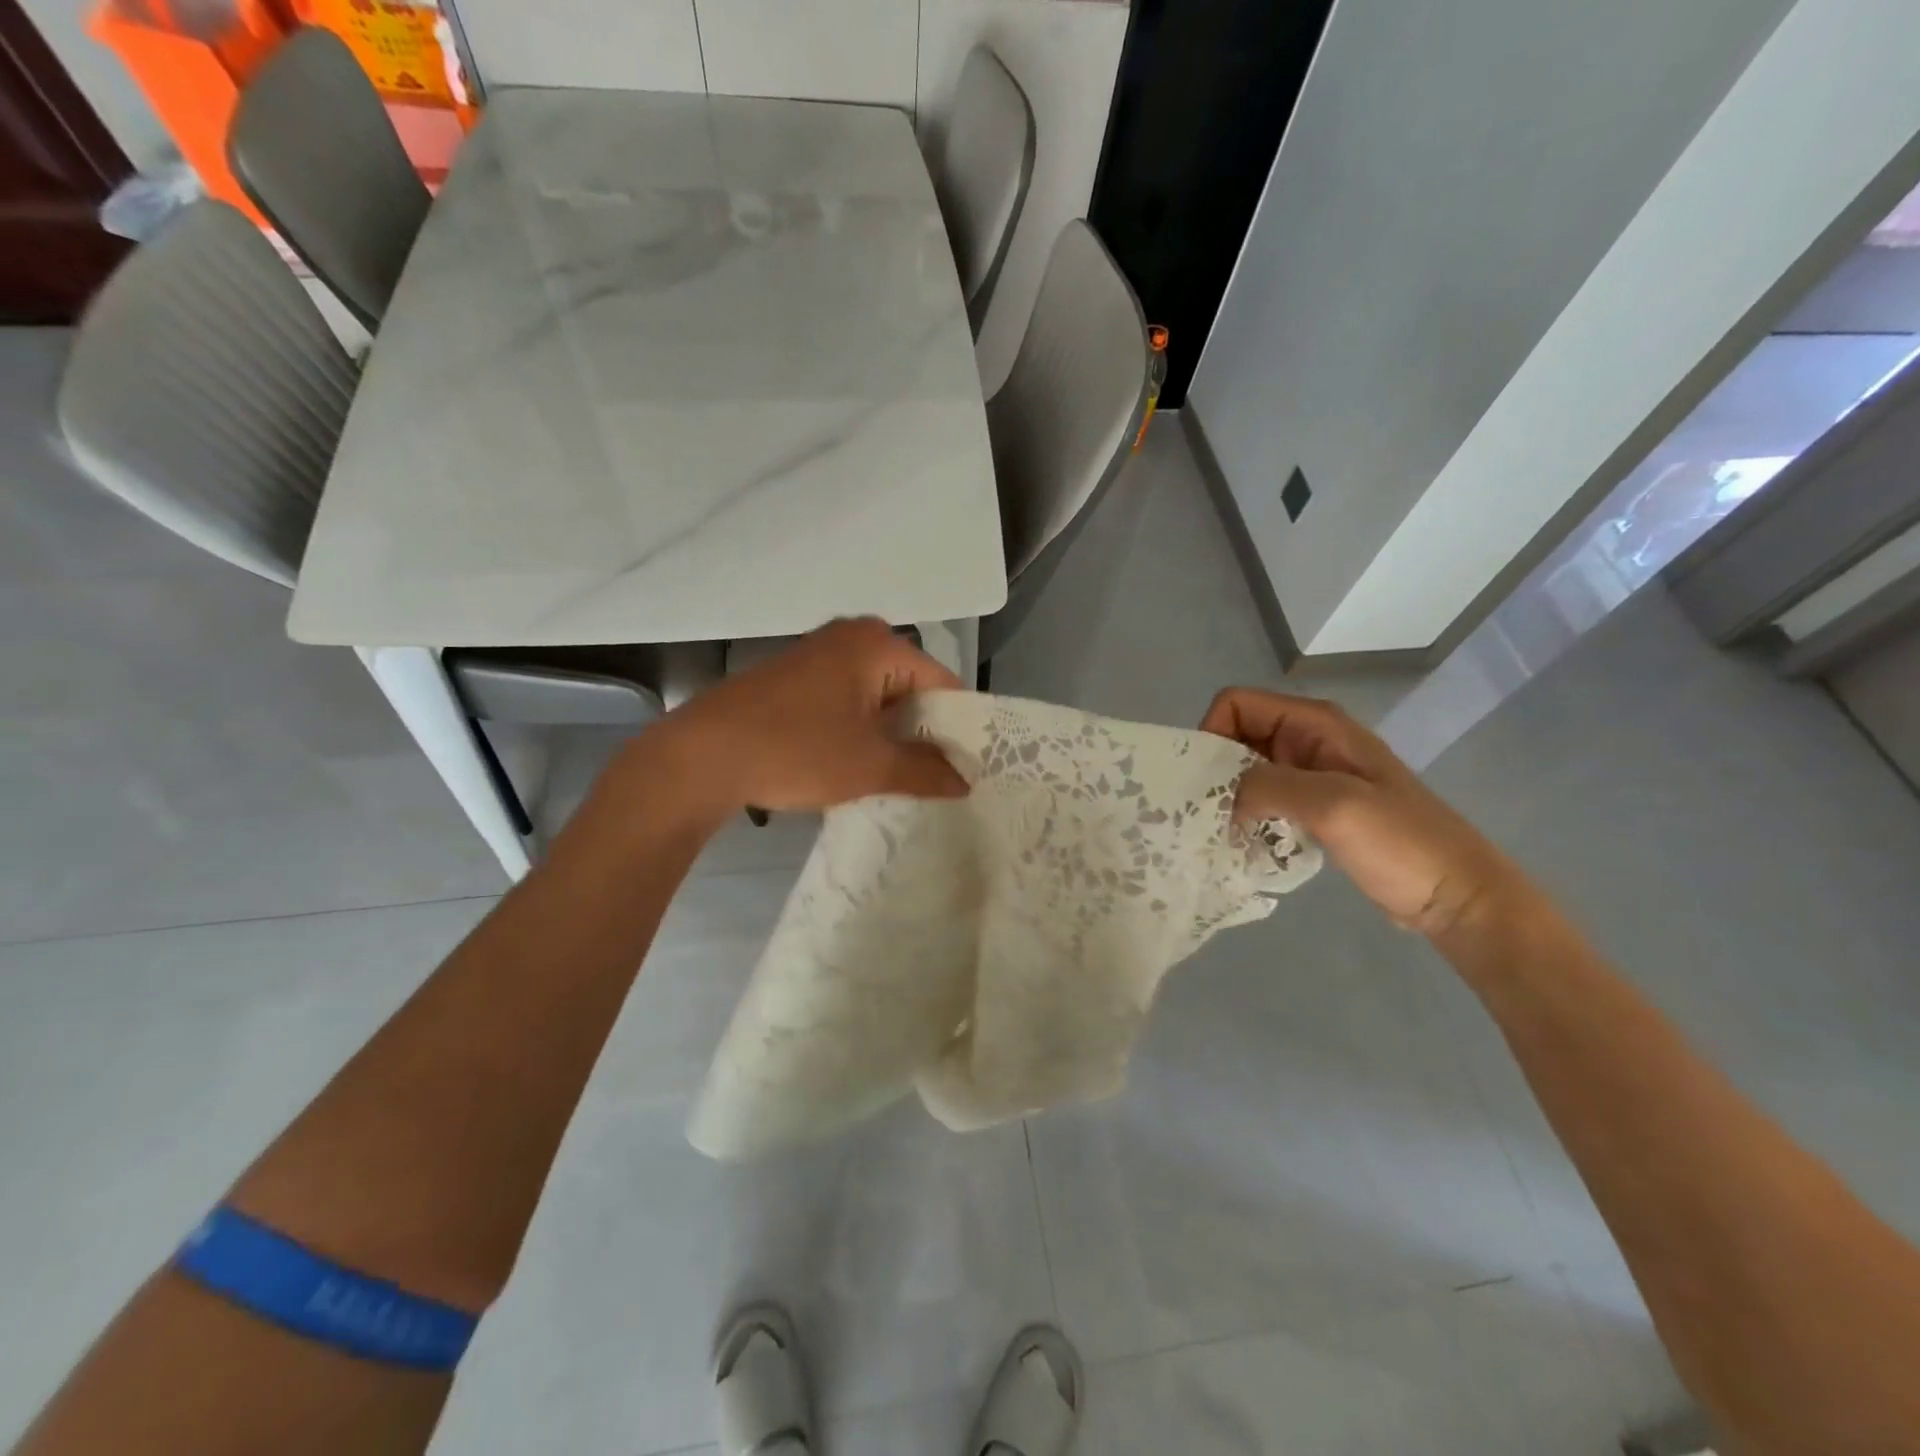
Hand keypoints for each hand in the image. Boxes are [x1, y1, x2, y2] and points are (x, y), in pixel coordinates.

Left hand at [651, 618, 968, 815]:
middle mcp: (851, 637)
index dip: (958, 727)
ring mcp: (818, 655)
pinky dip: (860, 729)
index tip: (968, 768)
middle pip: (910, 687)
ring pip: (877, 696)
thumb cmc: (796, 751)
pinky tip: (859, 764)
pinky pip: (847, 700)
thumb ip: (925, 771)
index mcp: (878, 645)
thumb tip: (965, 781)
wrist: (701, 757)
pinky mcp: (794, 678)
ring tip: (904, 778)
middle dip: (923, 732)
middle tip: (940, 778)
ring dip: (890, 735)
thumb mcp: (870, 766)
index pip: (943, 683)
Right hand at [1201, 688, 1525, 935]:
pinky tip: (1245, 843)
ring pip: (1247, 770)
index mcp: (1315, 723)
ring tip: (1219, 832)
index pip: (1236, 704)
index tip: (1204, 783)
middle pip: (1237, 736)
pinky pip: (1264, 799)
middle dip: (1214, 769)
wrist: (1457, 895)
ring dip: (1228, 796)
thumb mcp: (1333, 805)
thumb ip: (1268, 786)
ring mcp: (1313, 775)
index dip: (1211, 734)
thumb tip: (1222, 798)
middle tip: (1203, 814)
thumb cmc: (1401, 844)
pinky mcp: (1315, 808)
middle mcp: (1309, 740)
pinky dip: (1247, 815)